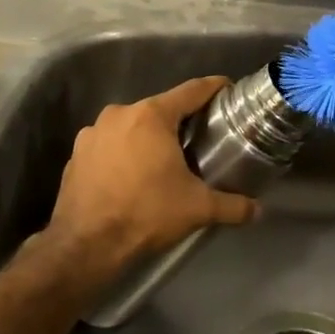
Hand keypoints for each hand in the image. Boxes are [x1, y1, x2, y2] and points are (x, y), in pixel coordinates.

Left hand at [42, 76, 260, 290]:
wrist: (85, 245)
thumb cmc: (146, 214)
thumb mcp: (197, 209)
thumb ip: (232, 205)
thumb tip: (258, 210)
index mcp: (151, 116)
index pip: (191, 90)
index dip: (214, 88)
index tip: (229, 90)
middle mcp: (119, 114)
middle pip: (160, 109)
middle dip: (181, 121)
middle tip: (201, 138)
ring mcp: (92, 132)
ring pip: (132, 126)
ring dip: (149, 138)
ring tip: (165, 161)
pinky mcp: (76, 154)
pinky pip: (109, 145)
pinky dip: (123, 154)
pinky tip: (132, 176)